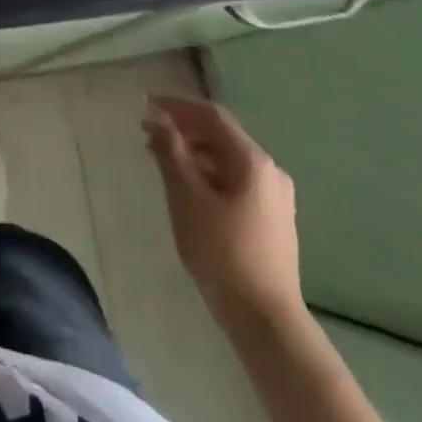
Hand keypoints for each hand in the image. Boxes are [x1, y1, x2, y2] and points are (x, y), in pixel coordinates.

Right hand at [144, 94, 305, 339]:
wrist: (265, 319)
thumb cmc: (221, 252)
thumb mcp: (187, 197)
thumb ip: (171, 152)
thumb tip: (157, 118)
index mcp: (253, 161)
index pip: (212, 116)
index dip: (177, 105)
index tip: (146, 103)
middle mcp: (269, 171)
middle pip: (221, 136)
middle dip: (183, 128)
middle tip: (147, 132)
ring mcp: (274, 197)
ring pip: (227, 159)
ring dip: (193, 151)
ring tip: (160, 157)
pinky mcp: (271, 219)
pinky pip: (234, 180)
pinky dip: (207, 173)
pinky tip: (186, 186)